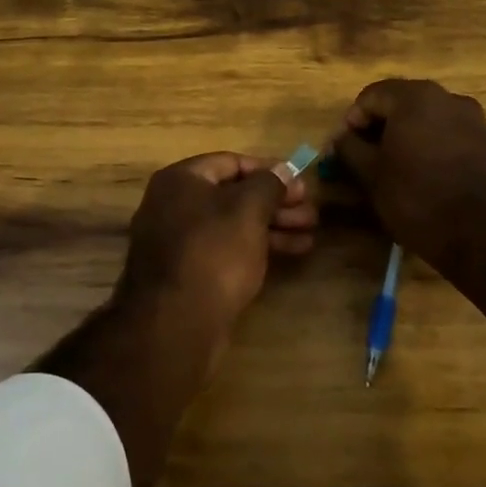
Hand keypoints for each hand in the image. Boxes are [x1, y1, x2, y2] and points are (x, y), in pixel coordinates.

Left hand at [116, 152, 316, 333]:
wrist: (175, 324)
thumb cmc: (213, 253)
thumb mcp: (248, 210)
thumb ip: (269, 184)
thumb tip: (285, 169)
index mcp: (180, 180)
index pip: (231, 162)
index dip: (270, 170)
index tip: (301, 184)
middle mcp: (173, 204)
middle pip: (233, 194)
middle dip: (276, 202)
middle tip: (312, 213)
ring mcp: (179, 241)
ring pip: (233, 224)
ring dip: (273, 225)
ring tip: (311, 233)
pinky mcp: (189, 272)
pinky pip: (226, 249)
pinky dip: (257, 247)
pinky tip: (292, 252)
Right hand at [332, 79, 485, 413]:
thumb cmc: (424, 210)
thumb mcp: (376, 182)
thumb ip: (353, 153)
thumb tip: (343, 143)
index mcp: (420, 102)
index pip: (373, 95)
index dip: (353, 122)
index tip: (343, 154)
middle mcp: (453, 102)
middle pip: (403, 105)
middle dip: (380, 131)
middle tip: (364, 167)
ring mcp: (478, 125)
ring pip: (429, 124)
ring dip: (407, 144)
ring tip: (394, 183)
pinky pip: (451, 141)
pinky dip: (432, 156)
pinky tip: (427, 190)